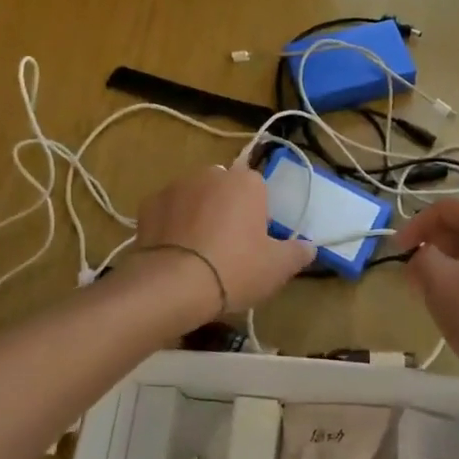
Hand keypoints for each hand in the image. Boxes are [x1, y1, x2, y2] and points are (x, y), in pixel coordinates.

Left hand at [131, 162, 315, 324]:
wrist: (172, 284)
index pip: (259, 189)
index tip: (255, 242)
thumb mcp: (277, 268)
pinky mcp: (149, 203)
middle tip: (228, 249)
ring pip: (195, 197)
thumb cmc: (234, 269)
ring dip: (198, 215)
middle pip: (225, 189)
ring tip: (197, 254)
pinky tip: (174, 254)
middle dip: (227, 210)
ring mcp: (176, 186)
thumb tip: (309, 246)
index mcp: (246, 182)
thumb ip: (297, 253)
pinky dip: (171, 225)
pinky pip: (168, 211)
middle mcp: (211, 174)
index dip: (258, 215)